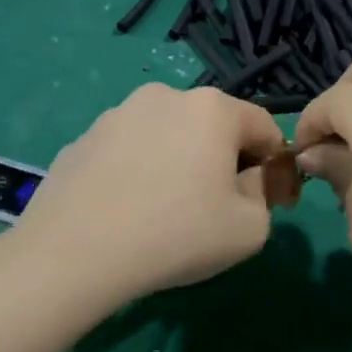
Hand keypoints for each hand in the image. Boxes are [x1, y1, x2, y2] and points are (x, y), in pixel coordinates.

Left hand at [10, 83, 287, 309]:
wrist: (75, 254)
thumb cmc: (177, 235)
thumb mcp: (251, 228)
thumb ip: (265, 194)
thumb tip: (250, 181)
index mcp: (212, 108)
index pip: (265, 127)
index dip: (277, 166)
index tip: (274, 203)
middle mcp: (165, 96)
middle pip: (215, 128)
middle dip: (227, 162)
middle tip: (220, 210)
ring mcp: (117, 114)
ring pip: (169, 138)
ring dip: (181, 165)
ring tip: (168, 213)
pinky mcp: (83, 139)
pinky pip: (129, 153)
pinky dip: (140, 174)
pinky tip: (129, 213)